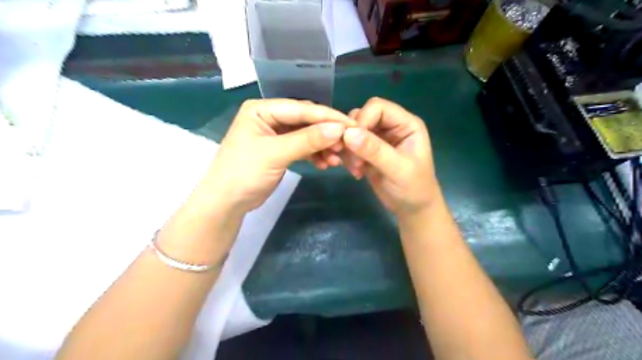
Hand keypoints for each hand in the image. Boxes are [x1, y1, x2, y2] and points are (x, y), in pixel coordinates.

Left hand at [202, 99, 352, 212]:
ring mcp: (276, 134)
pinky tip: (325, 164)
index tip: (351, 126)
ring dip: (323, 146)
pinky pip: (303, 147)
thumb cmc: (244, 173)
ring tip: (337, 159)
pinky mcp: (281, 149)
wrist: (227, 202)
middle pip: (306, 121)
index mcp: (262, 109)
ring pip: (307, 135)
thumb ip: (307, 140)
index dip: (327, 117)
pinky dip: (315, 155)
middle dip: (326, 133)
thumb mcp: (276, 154)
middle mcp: (270, 117)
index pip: (301, 109)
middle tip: (346, 145)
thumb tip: (339, 129)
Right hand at [340, 96, 441, 217]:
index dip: (362, 121)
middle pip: (362, 116)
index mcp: (406, 124)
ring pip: (353, 130)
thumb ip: (375, 150)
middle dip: (353, 136)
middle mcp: (391, 126)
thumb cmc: (414, 189)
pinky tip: (356, 172)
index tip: (353, 143)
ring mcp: (379, 139)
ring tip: (356, 169)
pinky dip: (348, 157)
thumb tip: (348, 133)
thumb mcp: (397, 170)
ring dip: (349, 148)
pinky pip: (350, 145)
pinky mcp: (368, 151)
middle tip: (355, 161)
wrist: (412, 210)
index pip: (377, 107)